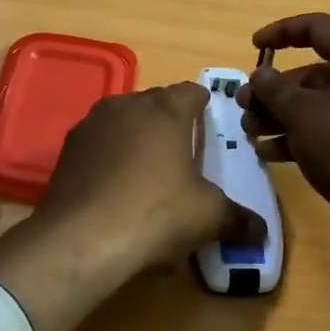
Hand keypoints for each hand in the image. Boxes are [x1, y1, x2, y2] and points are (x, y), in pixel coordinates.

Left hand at [0, 84, 263, 330]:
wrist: (80, 239)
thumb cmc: (155, 213)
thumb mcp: (208, 218)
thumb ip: (238, 220)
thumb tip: (261, 232)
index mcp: (165, 109)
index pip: (192, 91)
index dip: (204, 107)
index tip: (209, 126)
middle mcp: (127, 105)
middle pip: (157, 104)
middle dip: (171, 124)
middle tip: (183, 157)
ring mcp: (92, 124)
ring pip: (124, 122)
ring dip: (137, 140)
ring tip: (148, 177)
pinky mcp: (67, 149)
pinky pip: (99, 145)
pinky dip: (110, 160)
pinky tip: (115, 193)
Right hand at [239, 13, 329, 254]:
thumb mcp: (302, 113)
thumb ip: (275, 89)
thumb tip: (261, 74)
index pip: (319, 28)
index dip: (283, 31)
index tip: (254, 46)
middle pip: (316, 73)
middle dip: (275, 89)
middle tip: (244, 105)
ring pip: (320, 106)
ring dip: (282, 116)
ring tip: (250, 132)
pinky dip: (301, 138)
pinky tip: (270, 153)